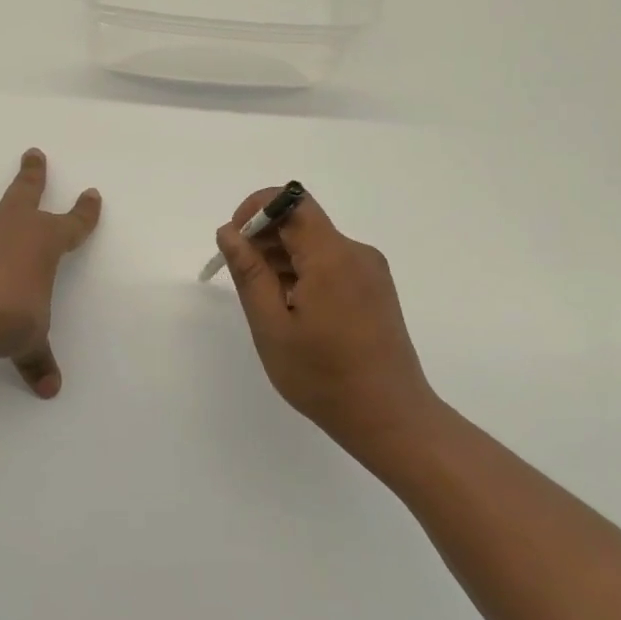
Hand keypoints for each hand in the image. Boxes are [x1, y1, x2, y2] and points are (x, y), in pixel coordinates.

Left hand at [0, 149, 100, 397]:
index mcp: (42, 242)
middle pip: (25, 191)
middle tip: (33, 152)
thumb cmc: (6, 318)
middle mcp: (8, 227)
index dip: (85, 212)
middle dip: (32, 173)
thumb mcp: (29, 341)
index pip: (73, 224)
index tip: (92, 194)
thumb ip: (38, 360)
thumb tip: (50, 389)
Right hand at [215, 189, 435, 448]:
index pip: (292, 201)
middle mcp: (356, 253)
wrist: (390, 418)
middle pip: (302, 222)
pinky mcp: (374, 289)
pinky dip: (303, 273)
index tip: (234, 241)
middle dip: (264, 238)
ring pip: (315, 245)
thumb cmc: (323, 377)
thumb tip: (229, 232)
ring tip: (264, 302)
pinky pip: (331, 264)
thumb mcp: (272, 326)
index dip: (257, 209)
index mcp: (332, 256)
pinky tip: (291, 310)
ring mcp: (370, 271)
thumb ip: (249, 273)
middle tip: (240, 279)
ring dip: (282, 258)